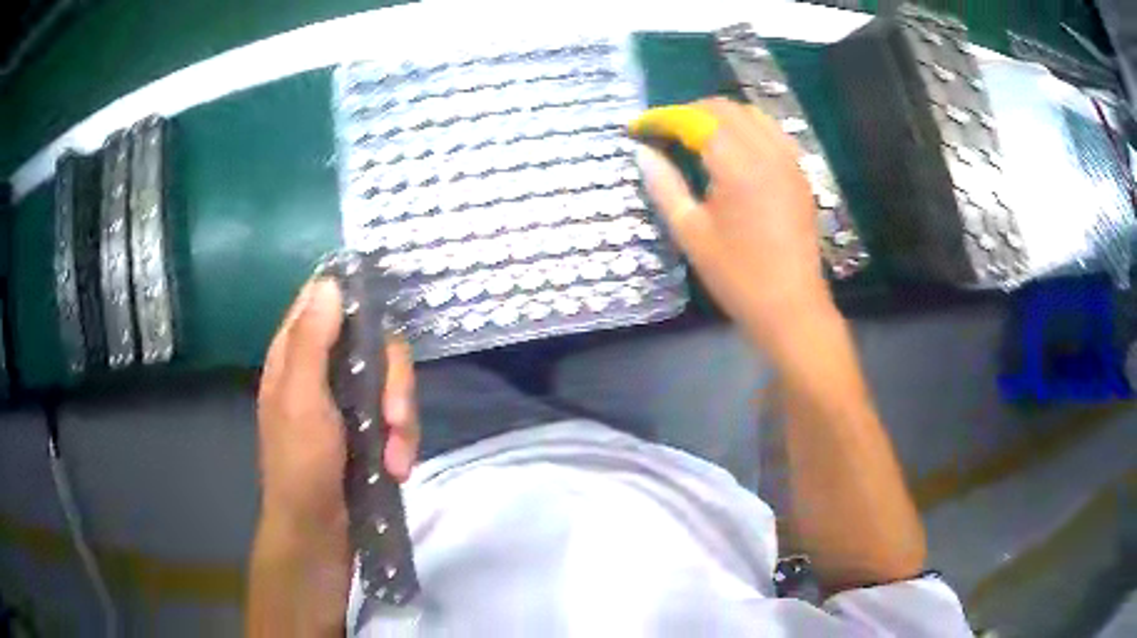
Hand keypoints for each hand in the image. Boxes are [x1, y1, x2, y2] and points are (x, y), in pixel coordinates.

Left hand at [256, 278, 419, 530]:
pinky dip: (403, 441)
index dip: (351, 296)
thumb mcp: (302, 400)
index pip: (323, 301)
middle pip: (372, 342)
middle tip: (396, 416)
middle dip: (393, 381)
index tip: (381, 312)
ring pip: (390, 381)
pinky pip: (397, 415)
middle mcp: (322, 370)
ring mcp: (347, 401)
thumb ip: (312, 342)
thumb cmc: (300, 466)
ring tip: (397, 459)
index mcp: (295, 355)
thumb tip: (329, 282)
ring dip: (403, 420)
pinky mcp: (367, 429)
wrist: (317, 534)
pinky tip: (398, 468)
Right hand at [635, 98, 833, 353]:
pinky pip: (772, 133)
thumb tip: (642, 152)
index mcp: (738, 167)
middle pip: (726, 109)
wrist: (791, 307)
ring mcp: (790, 162)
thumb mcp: (692, 233)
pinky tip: (734, 149)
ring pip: (753, 115)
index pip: (696, 120)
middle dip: (690, 112)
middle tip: (665, 131)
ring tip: (696, 136)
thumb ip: (665, 186)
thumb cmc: (737, 276)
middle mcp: (768, 153)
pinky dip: (748, 128)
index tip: (639, 128)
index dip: (664, 118)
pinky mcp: (800, 174)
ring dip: (720, 116)